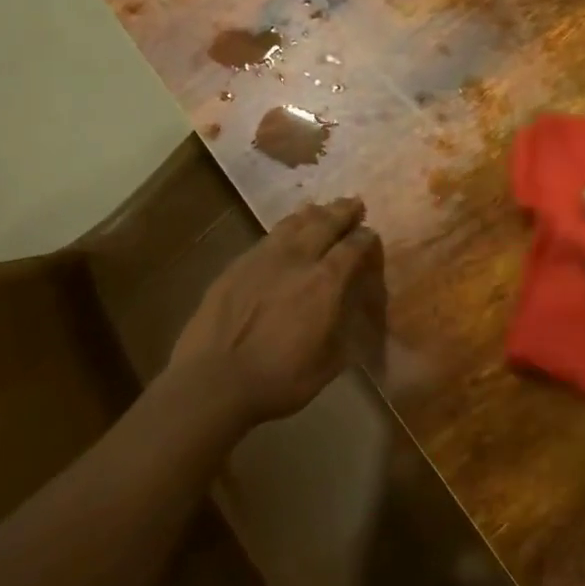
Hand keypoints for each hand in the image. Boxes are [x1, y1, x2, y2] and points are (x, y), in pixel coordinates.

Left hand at [168, 197, 385, 427]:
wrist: (213, 382)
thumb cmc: (278, 380)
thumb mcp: (329, 364)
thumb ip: (346, 331)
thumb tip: (355, 311)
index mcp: (326, 283)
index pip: (353, 247)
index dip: (365, 238)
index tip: (371, 234)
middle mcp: (298, 259)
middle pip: (325, 223)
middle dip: (343, 211)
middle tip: (354, 203)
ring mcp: (263, 258)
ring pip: (294, 223)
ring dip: (313, 213)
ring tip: (322, 209)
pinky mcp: (237, 264)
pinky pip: (268, 236)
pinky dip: (285, 228)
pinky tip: (285, 232)